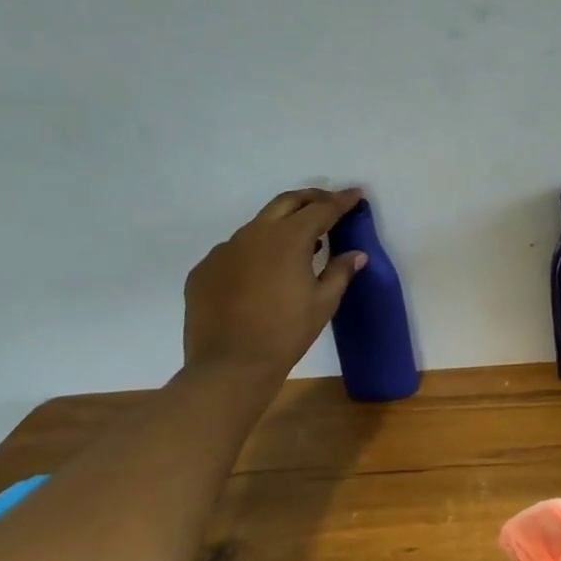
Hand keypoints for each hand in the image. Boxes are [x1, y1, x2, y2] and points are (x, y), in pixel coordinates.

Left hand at [183, 187, 366, 375]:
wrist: (229, 366)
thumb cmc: (286, 333)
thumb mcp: (324, 303)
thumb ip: (340, 271)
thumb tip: (356, 254)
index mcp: (288, 239)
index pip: (321, 209)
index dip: (341, 201)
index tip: (356, 194)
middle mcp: (254, 235)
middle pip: (286, 202)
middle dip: (311, 198)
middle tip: (329, 205)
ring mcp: (224, 250)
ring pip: (258, 226)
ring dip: (282, 226)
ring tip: (299, 244)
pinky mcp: (204, 270)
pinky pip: (235, 251)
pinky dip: (255, 252)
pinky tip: (263, 274)